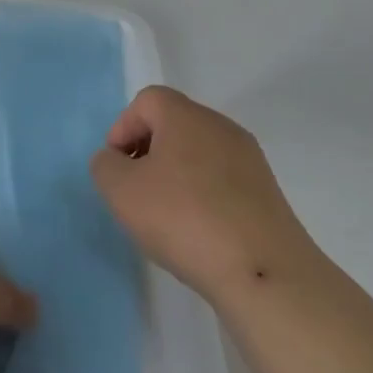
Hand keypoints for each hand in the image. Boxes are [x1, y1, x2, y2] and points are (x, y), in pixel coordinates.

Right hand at [91, 86, 316, 303]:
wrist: (262, 271)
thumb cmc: (183, 219)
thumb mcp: (121, 191)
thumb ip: (106, 165)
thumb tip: (116, 160)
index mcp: (186, 116)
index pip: (147, 101)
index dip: (123, 128)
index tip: (117, 167)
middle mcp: (221, 127)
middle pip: (174, 124)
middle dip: (147, 151)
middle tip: (135, 190)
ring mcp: (249, 159)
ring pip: (198, 153)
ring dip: (174, 175)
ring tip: (165, 216)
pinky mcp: (266, 192)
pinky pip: (221, 179)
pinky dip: (202, 195)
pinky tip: (197, 231)